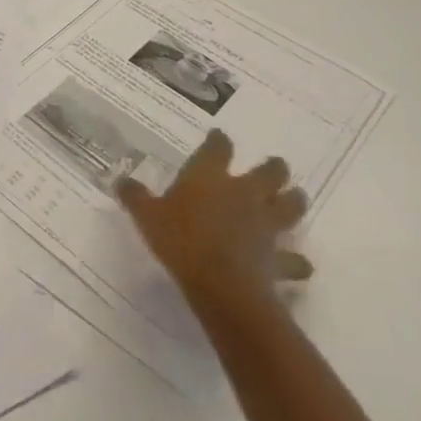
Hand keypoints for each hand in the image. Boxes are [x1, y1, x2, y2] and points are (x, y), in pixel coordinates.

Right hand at [117, 129, 310, 306]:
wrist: (221, 284)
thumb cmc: (180, 239)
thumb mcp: (146, 215)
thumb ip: (135, 197)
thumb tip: (121, 181)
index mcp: (210, 177)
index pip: (217, 149)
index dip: (219, 141)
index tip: (219, 136)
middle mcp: (243, 195)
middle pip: (268, 174)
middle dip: (274, 168)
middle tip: (277, 165)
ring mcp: (265, 226)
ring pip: (290, 208)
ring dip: (294, 202)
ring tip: (297, 197)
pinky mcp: (277, 259)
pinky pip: (294, 260)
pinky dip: (297, 261)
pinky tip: (300, 264)